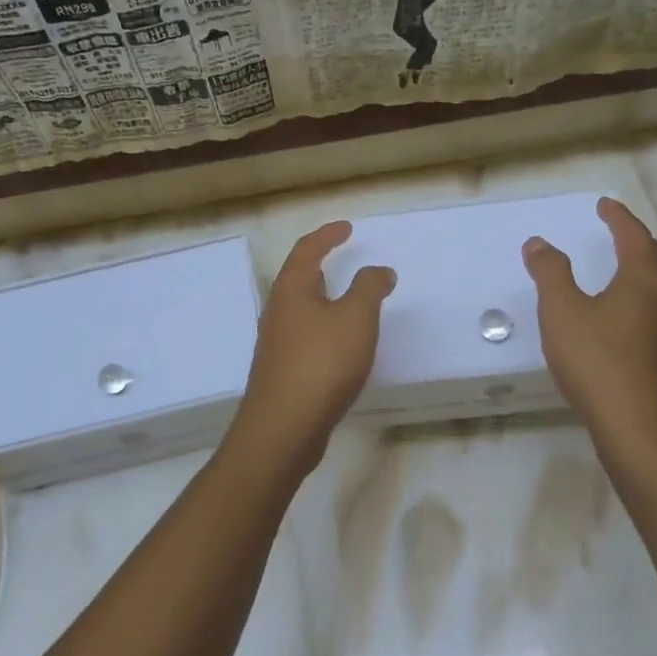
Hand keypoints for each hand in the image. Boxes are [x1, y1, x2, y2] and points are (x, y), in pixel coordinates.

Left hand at [231, 221, 394, 463]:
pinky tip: (339, 346)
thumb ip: (369, 288)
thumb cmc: (321, 363)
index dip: (327, 235)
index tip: (347, 228)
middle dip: (320, 265)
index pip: (307, 250)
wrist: (283, 427)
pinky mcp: (281, 371)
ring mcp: (276, 343)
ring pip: (300, 309)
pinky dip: (323, 328)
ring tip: (346, 301)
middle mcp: (277, 311)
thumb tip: (380, 270)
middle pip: (297, 278)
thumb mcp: (356, 318)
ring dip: (322, 299)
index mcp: (292, 290)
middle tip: (342, 259)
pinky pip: (304, 336)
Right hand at [522, 196, 656, 441]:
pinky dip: (653, 313)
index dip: (618, 217)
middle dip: (638, 242)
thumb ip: (550, 273)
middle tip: (620, 233)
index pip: (633, 236)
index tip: (604, 204)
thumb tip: (539, 242)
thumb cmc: (597, 361)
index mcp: (643, 280)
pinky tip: (646, 328)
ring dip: (649, 276)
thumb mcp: (561, 311)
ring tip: (631, 275)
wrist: (639, 428)